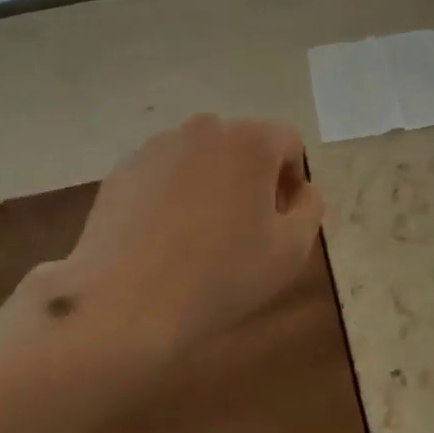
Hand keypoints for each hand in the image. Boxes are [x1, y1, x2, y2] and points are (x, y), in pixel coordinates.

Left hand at [6, 115, 323, 363]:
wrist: (124, 304)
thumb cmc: (220, 276)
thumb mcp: (291, 251)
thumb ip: (310, 209)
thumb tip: (301, 190)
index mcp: (251, 140)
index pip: (289, 143)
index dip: (293, 181)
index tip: (281, 222)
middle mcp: (205, 128)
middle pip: (243, 146)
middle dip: (252, 179)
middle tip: (245, 230)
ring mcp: (158, 146)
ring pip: (202, 158)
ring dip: (211, 184)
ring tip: (200, 237)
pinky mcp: (123, 169)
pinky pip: (164, 174)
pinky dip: (172, 195)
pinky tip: (164, 240)